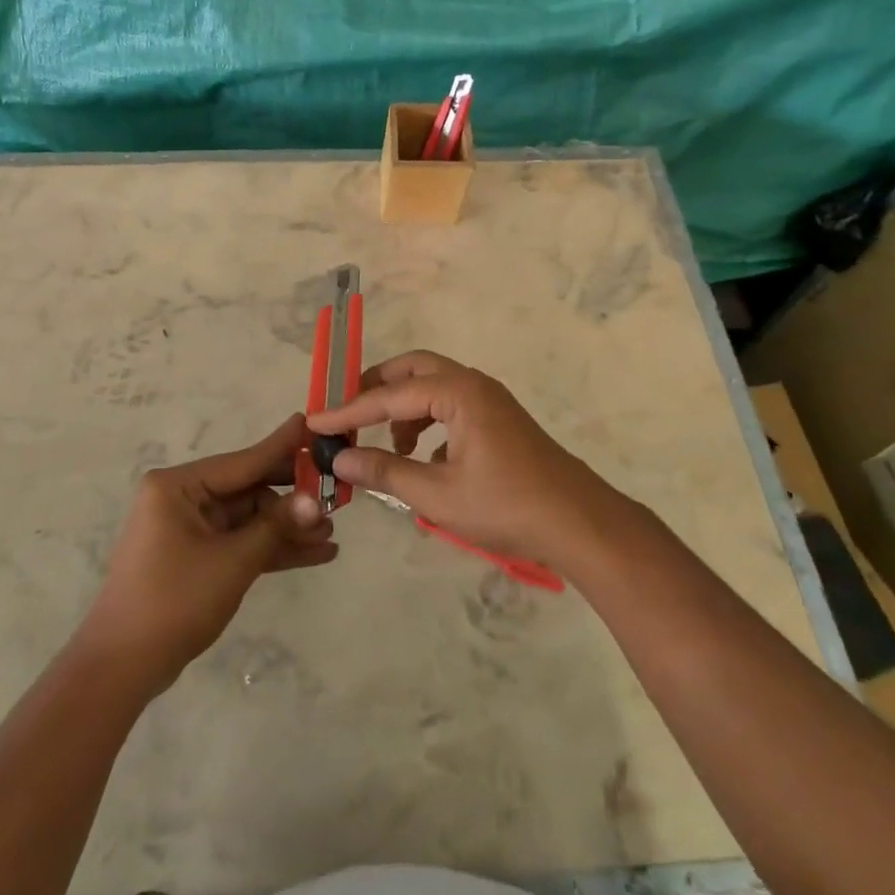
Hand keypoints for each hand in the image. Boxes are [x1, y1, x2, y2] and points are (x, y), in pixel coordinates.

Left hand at [76, 415, 336, 691]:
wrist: (121, 669)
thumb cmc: (173, 601)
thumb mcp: (232, 561)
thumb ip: (275, 526)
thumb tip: (315, 500)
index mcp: (178, 486)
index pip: (243, 461)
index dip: (283, 447)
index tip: (314, 424)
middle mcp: (182, 498)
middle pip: (249, 489)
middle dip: (292, 498)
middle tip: (337, 493)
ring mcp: (189, 529)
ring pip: (249, 519)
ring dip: (286, 528)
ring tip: (331, 534)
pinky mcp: (196, 557)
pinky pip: (240, 542)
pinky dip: (270, 549)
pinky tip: (313, 554)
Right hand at [308, 350, 618, 569]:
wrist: (579, 524)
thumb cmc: (506, 507)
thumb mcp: (437, 495)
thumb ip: (386, 472)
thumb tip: (340, 460)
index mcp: (458, 393)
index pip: (388, 395)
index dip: (348, 411)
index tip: (315, 422)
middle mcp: (473, 384)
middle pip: (412, 370)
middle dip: (376, 388)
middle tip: (346, 413)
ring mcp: (490, 400)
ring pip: (433, 387)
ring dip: (402, 407)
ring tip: (386, 445)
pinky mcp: (499, 420)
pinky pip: (450, 406)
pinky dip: (426, 421)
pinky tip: (421, 457)